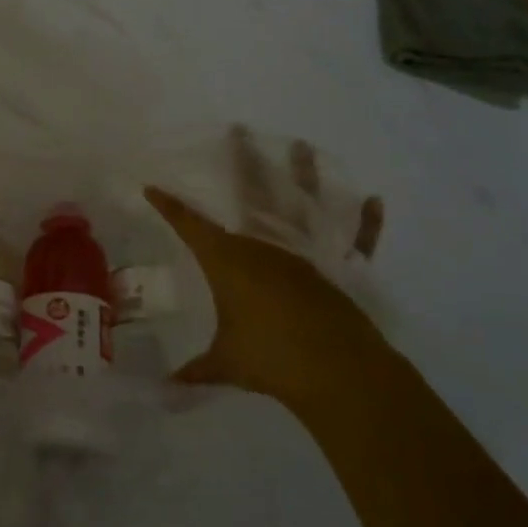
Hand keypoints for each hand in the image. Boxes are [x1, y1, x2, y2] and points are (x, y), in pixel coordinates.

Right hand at [145, 129, 389, 412]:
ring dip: (304, 174)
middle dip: (242, 163)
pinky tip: (375, 200)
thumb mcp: (226, 364)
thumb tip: (164, 393)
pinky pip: (357, 240)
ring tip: (301, 146)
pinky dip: (367, 223)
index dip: (170, 207)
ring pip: (304, 205)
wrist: (334, 371)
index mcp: (230, 260)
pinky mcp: (341, 268)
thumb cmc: (269, 357)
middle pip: (251, 195)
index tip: (152, 188)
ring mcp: (307, 252)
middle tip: (238, 132)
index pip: (190, 226)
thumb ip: (196, 373)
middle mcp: (267, 245)